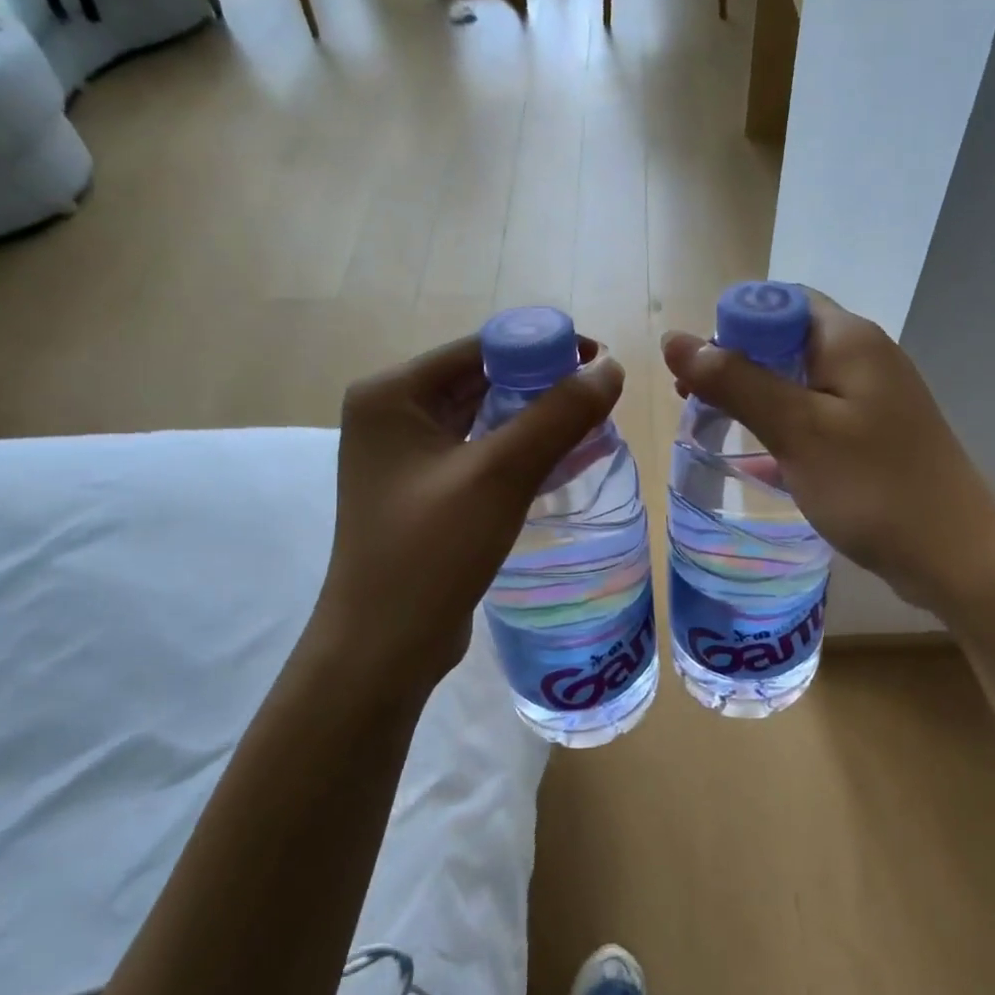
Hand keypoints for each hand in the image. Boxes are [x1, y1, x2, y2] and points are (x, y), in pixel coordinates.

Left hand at [316, 334, 624, 688]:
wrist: (384, 647)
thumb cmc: (432, 553)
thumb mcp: (500, 476)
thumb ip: (557, 416)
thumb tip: (610, 368)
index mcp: (392, 395)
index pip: (479, 348)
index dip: (543, 346)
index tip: (599, 362)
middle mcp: (392, 415)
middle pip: (481, 379)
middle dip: (542, 384)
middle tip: (601, 397)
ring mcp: (404, 456)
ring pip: (483, 418)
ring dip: (534, 418)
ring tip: (591, 424)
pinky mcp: (422, 490)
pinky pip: (479, 452)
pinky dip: (518, 450)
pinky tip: (561, 459)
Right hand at [661, 291, 994, 616]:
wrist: (955, 556)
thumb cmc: (872, 486)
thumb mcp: (796, 430)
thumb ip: (735, 382)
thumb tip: (674, 340)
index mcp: (848, 339)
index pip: (779, 302)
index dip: (732, 326)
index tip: (700, 371)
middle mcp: (865, 356)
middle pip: (787, 339)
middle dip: (737, 364)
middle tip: (696, 403)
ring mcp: (873, 398)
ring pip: (800, 381)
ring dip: (756, 398)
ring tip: (715, 428)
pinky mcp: (875, 435)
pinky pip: (817, 417)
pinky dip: (784, 428)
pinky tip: (756, 460)